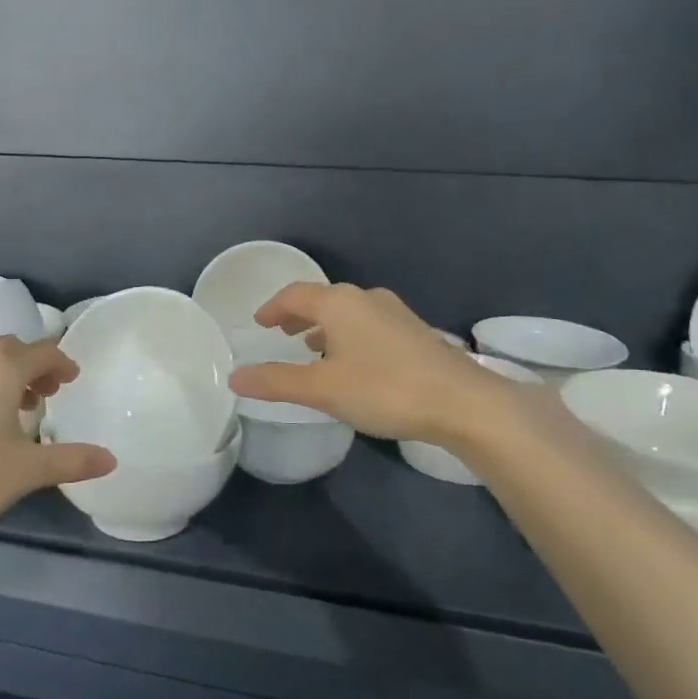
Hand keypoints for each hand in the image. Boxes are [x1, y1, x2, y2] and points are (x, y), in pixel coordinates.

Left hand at [0, 336, 114, 543]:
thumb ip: (71, 460)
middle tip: (48, 392)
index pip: (43, 351)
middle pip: (10, 348)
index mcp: (0, 369)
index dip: (62, 363)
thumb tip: (111, 459)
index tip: (72, 380)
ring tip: (17, 406)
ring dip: (5, 374)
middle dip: (34, 364)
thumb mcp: (26, 471)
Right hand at [228, 283, 535, 445]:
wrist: (462, 402)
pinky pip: (368, 326)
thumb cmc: (384, 389)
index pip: (295, 295)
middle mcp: (366, 299)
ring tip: (311, 348)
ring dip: (325, 327)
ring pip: (348, 314)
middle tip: (281, 333)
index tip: (259, 322)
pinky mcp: (416, 332)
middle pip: (323, 300)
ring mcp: (395, 313)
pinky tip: (352, 363)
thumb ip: (276, 381)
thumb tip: (235, 377)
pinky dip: (348, 336)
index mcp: (339, 304)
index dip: (273, 308)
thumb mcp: (322, 388)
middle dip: (298, 315)